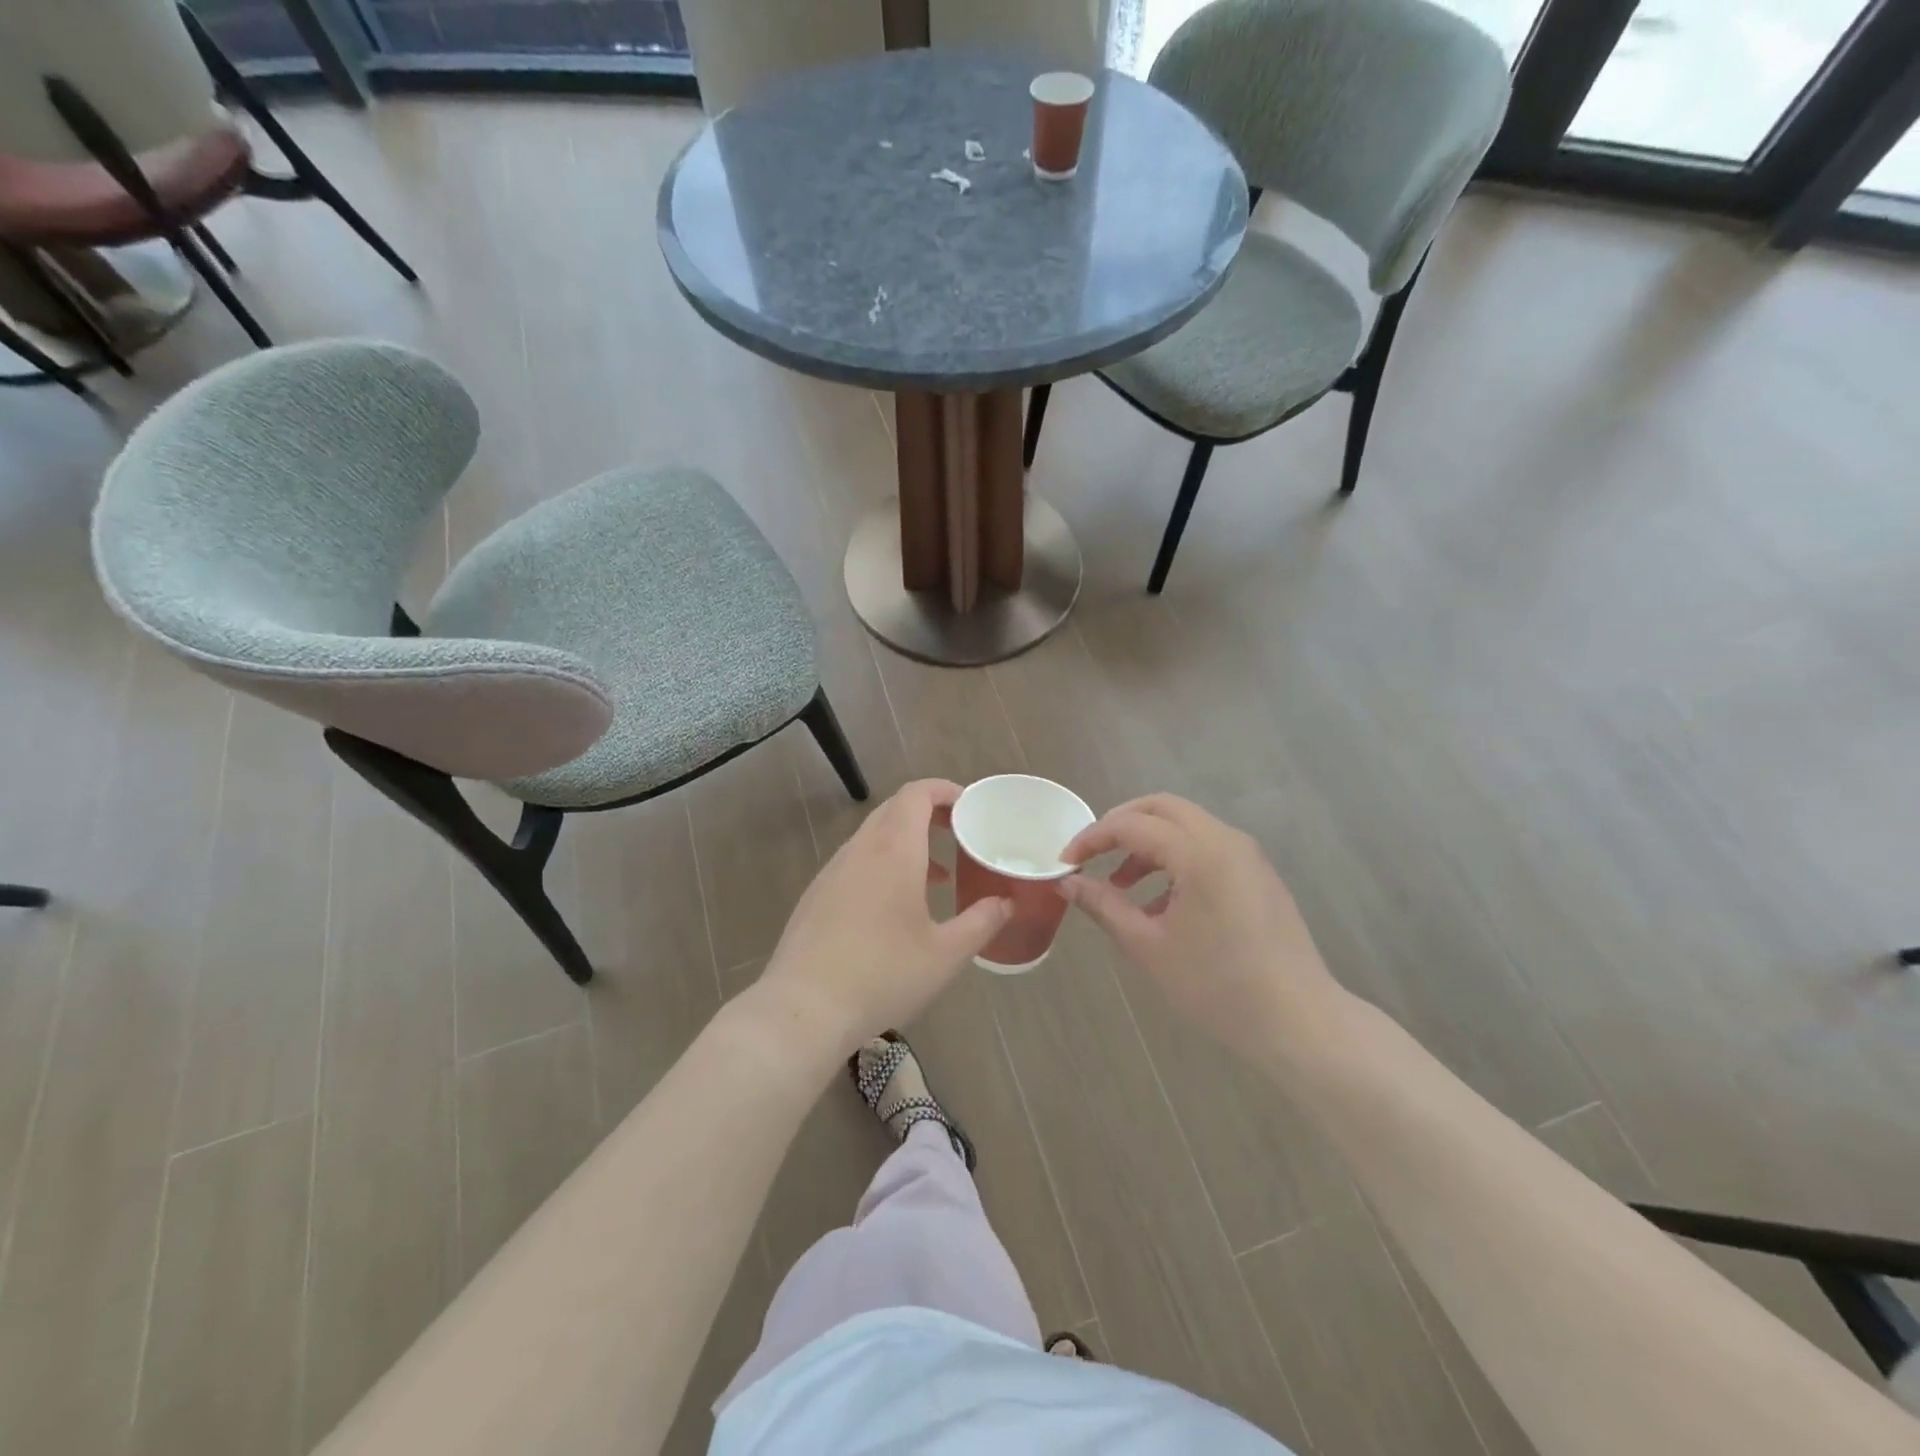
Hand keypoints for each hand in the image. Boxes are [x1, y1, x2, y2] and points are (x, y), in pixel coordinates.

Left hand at [752, 779, 1011, 1061]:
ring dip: (907, 842)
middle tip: (959, 834)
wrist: (803, 1009)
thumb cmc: (882, 976)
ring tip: (937, 877)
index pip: (916, 794)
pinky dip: (883, 864)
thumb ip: (982, 922)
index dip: (944, 790)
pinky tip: (896, 907)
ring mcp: (832, 871)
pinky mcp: (816, 895)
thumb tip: (1006, 903)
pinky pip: (856, 861)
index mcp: (893, 851)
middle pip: (895, 809)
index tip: (970, 806)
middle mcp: (860, 850)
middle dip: (929, 814)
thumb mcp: (945, 955)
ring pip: (874, 836)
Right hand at [1063, 794, 1343, 1061]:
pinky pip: (1207, 847)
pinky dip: (1175, 858)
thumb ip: (1104, 906)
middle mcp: (1225, 839)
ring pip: (1186, 825)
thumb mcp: (1148, 947)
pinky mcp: (1258, 873)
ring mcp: (1247, 854)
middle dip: (1120, 825)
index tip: (1065, 863)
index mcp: (1198, 853)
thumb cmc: (1217, 986)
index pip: (1131, 824)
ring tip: (1122, 886)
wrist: (1297, 1021)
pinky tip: (1161, 903)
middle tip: (1092, 856)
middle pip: (1161, 808)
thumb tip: (1067, 882)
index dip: (1091, 838)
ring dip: (1148, 843)